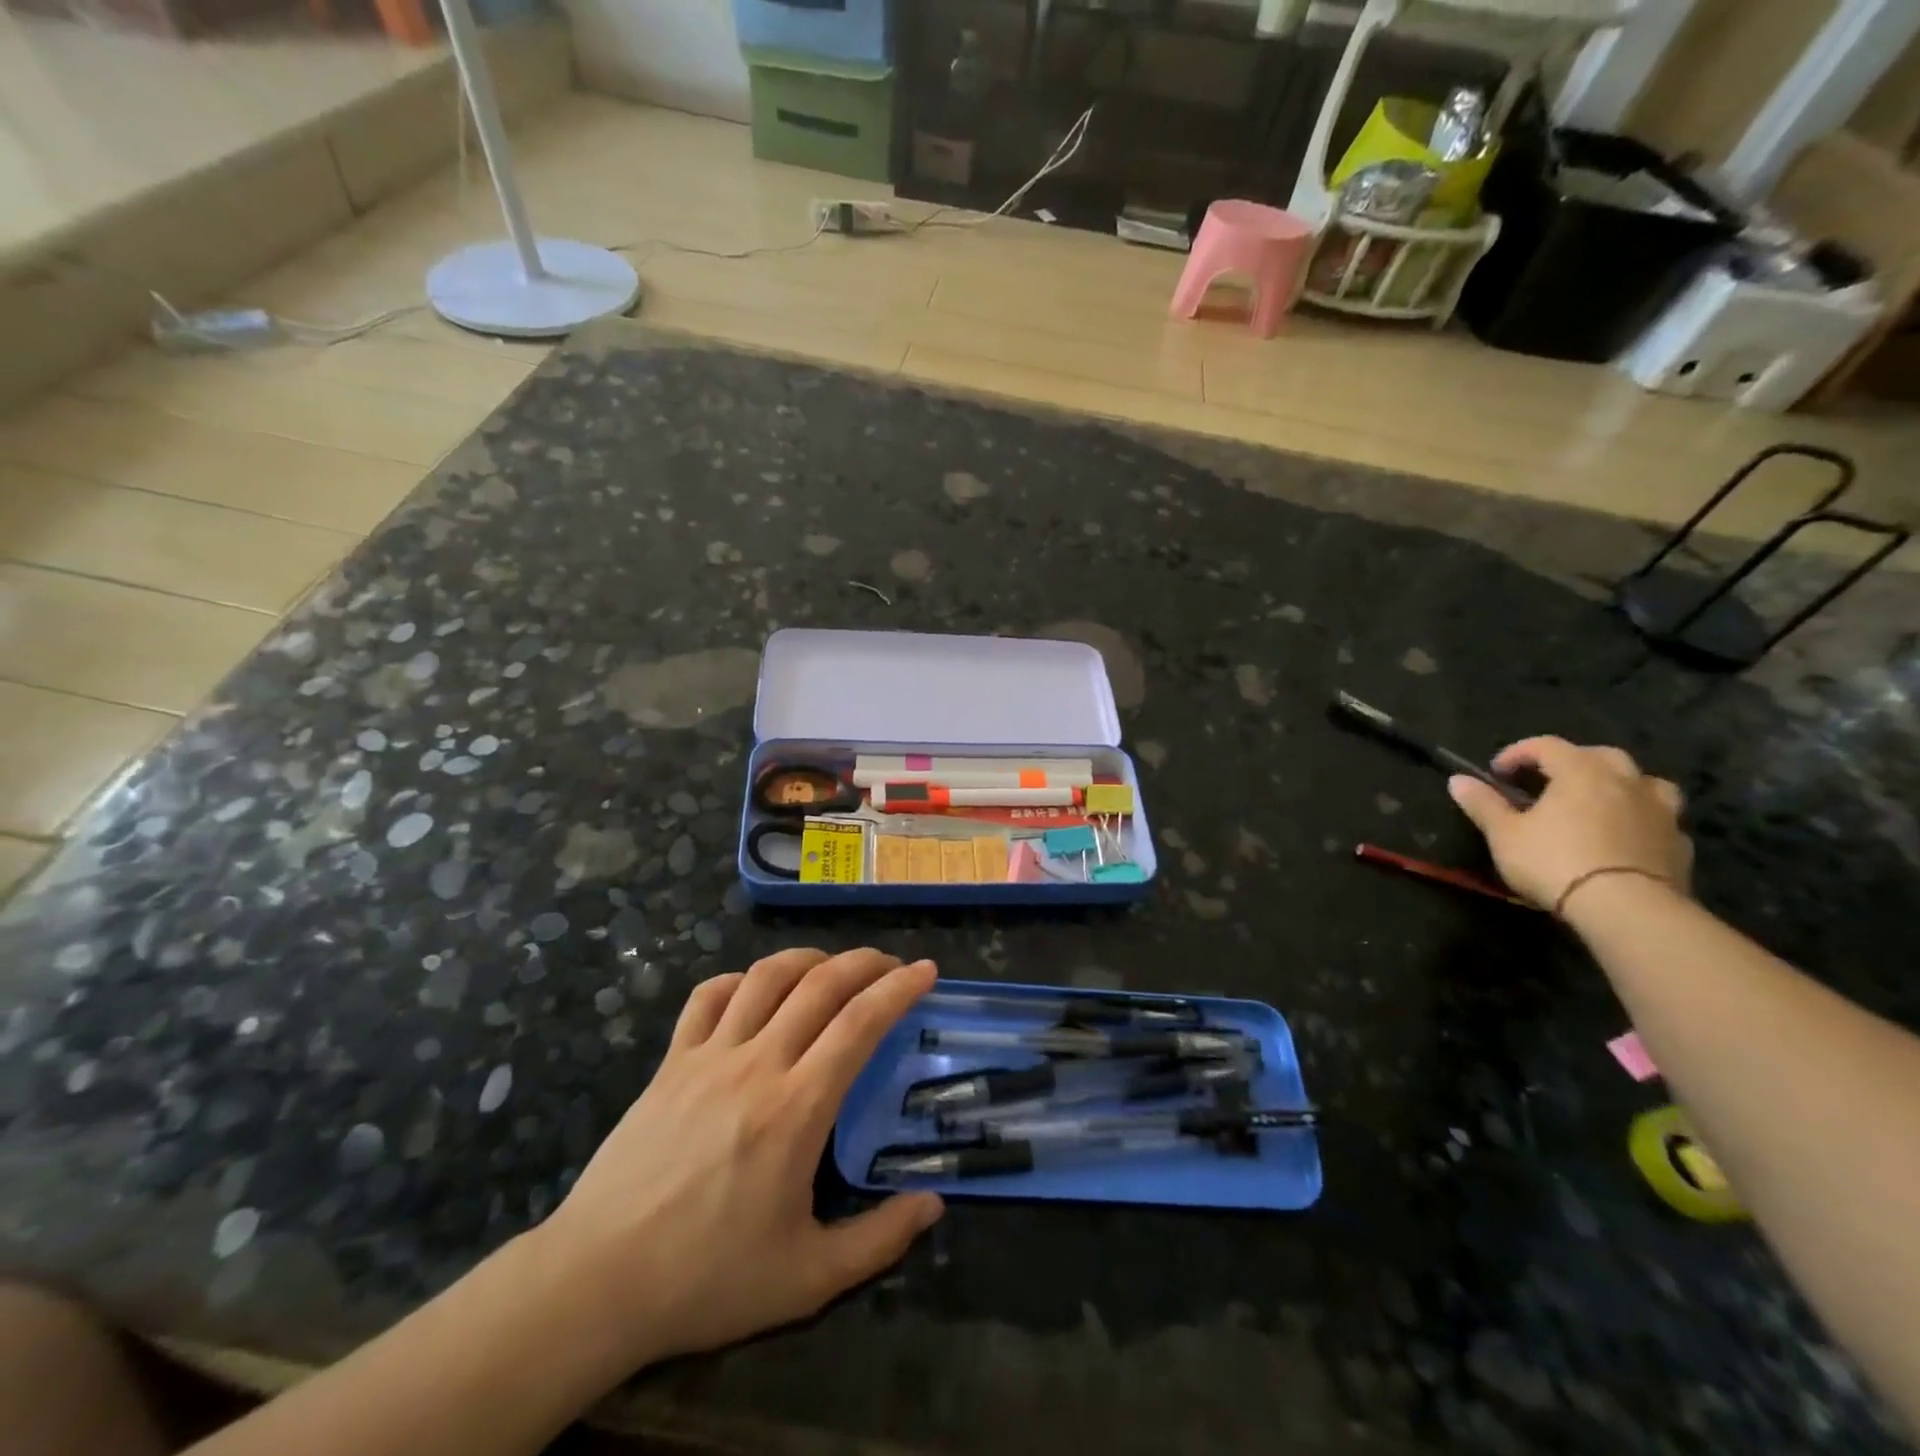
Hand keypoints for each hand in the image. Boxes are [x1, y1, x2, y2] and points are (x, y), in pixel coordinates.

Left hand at [536, 948, 942, 1370]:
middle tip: (892, 964)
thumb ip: (880, 1240)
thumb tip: (934, 1204)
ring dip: (809, 959)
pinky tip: (757, 990)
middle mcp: (758, 1064)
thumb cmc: (708, 1280)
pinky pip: (709, 997)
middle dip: (866, 962)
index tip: (927, 971)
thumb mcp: (808, 1278)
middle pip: (821, 984)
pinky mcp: (671, 1062)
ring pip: (767, 976)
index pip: (860, 1023)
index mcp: (797, 1109)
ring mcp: (709, 1056)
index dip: (899, 988)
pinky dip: (741, 980)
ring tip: (833, 966)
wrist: (598, 1283)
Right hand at [1448, 736, 1691, 913]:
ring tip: (1600, 801)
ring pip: (1644, 781)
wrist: (1627, 908)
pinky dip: (1641, 819)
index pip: (1546, 745)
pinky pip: (1661, 818)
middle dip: (1572, 761)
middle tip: (1549, 781)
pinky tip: (1626, 836)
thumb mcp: (1505, 834)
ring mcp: (1660, 811)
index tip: (1497, 772)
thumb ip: (1483, 804)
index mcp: (1581, 772)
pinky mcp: (1679, 843)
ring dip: (1620, 784)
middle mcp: (1625, 781)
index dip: (1518, 753)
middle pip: (1600, 755)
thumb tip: (1457, 779)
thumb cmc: (1556, 861)